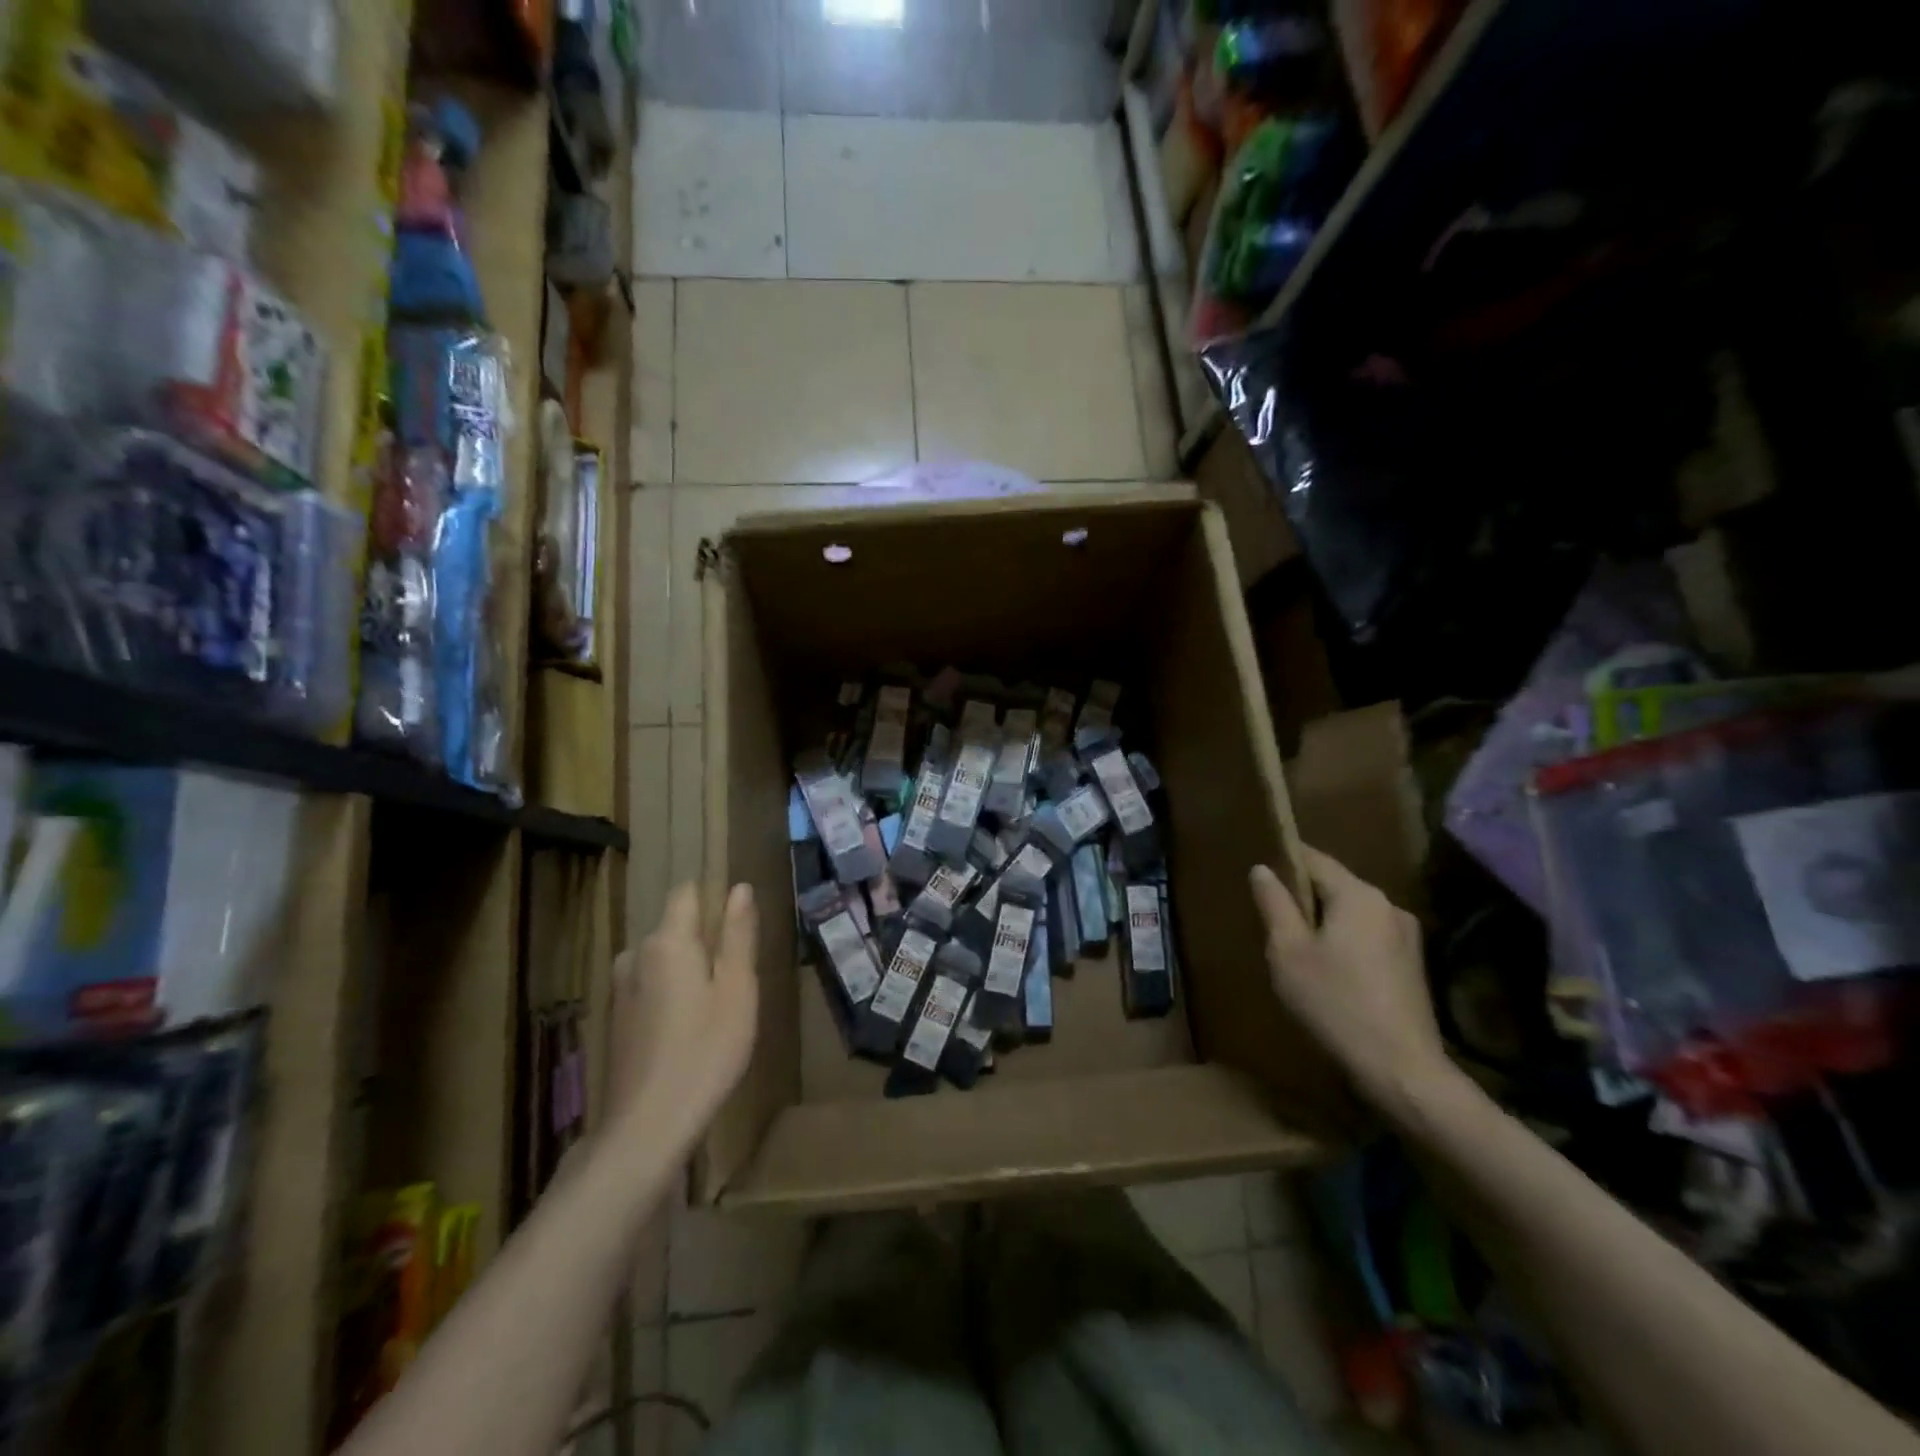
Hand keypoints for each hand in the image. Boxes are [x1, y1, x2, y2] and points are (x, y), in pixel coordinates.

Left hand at [605, 882, 758, 1149]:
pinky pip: (649, 985)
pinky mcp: (615, 1018)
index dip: (714, 898)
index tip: (738, 927)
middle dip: (705, 940)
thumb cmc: (706, 1052)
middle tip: (736, 979)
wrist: (646, 1128)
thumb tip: (739, 888)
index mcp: (668, 941)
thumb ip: (738, 935)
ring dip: (687, 969)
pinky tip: (687, 1030)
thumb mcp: (738, 989)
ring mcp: (620, 987)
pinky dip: (670, 993)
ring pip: (662, 958)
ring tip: (715, 1007)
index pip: (687, 892)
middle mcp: (636, 954)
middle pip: (675, 927)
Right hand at [1249, 847, 1450, 1114]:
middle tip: (1271, 917)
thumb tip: (1262, 869)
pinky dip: (1345, 941)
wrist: (1401, 1069)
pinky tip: (1330, 971)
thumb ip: (1274, 904)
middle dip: (1304, 896)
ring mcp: (1407, 935)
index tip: (1260, 869)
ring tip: (1297, 947)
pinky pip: (1368, 936)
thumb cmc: (1334, 1002)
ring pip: (1352, 913)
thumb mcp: (1288, 952)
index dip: (1284, 859)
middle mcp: (1388, 905)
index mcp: (1358, 895)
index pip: (1314, 859)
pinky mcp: (1413, 964)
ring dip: (1325, 921)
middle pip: (1336, 885)